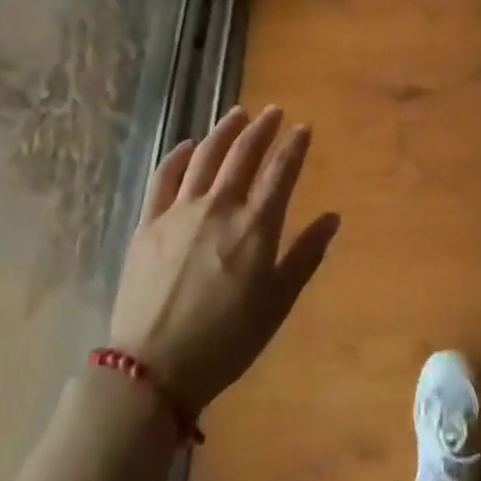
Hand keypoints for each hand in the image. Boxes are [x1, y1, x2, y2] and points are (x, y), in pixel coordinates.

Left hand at [106, 106, 338, 414]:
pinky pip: (164, 178)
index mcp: (255, 226)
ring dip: (223, 131)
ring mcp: (179, 212)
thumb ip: (305, 256)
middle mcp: (219, 207)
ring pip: (205, 156)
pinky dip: (178, 156)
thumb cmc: (227, 340)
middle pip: (243, 154)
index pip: (280, 171)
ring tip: (237, 114)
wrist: (153, 368)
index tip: (303, 127)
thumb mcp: (277, 303)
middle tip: (273, 111)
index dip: (293, 146)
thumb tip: (332, 218)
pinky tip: (188, 145)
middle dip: (261, 128)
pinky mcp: (148, 223)